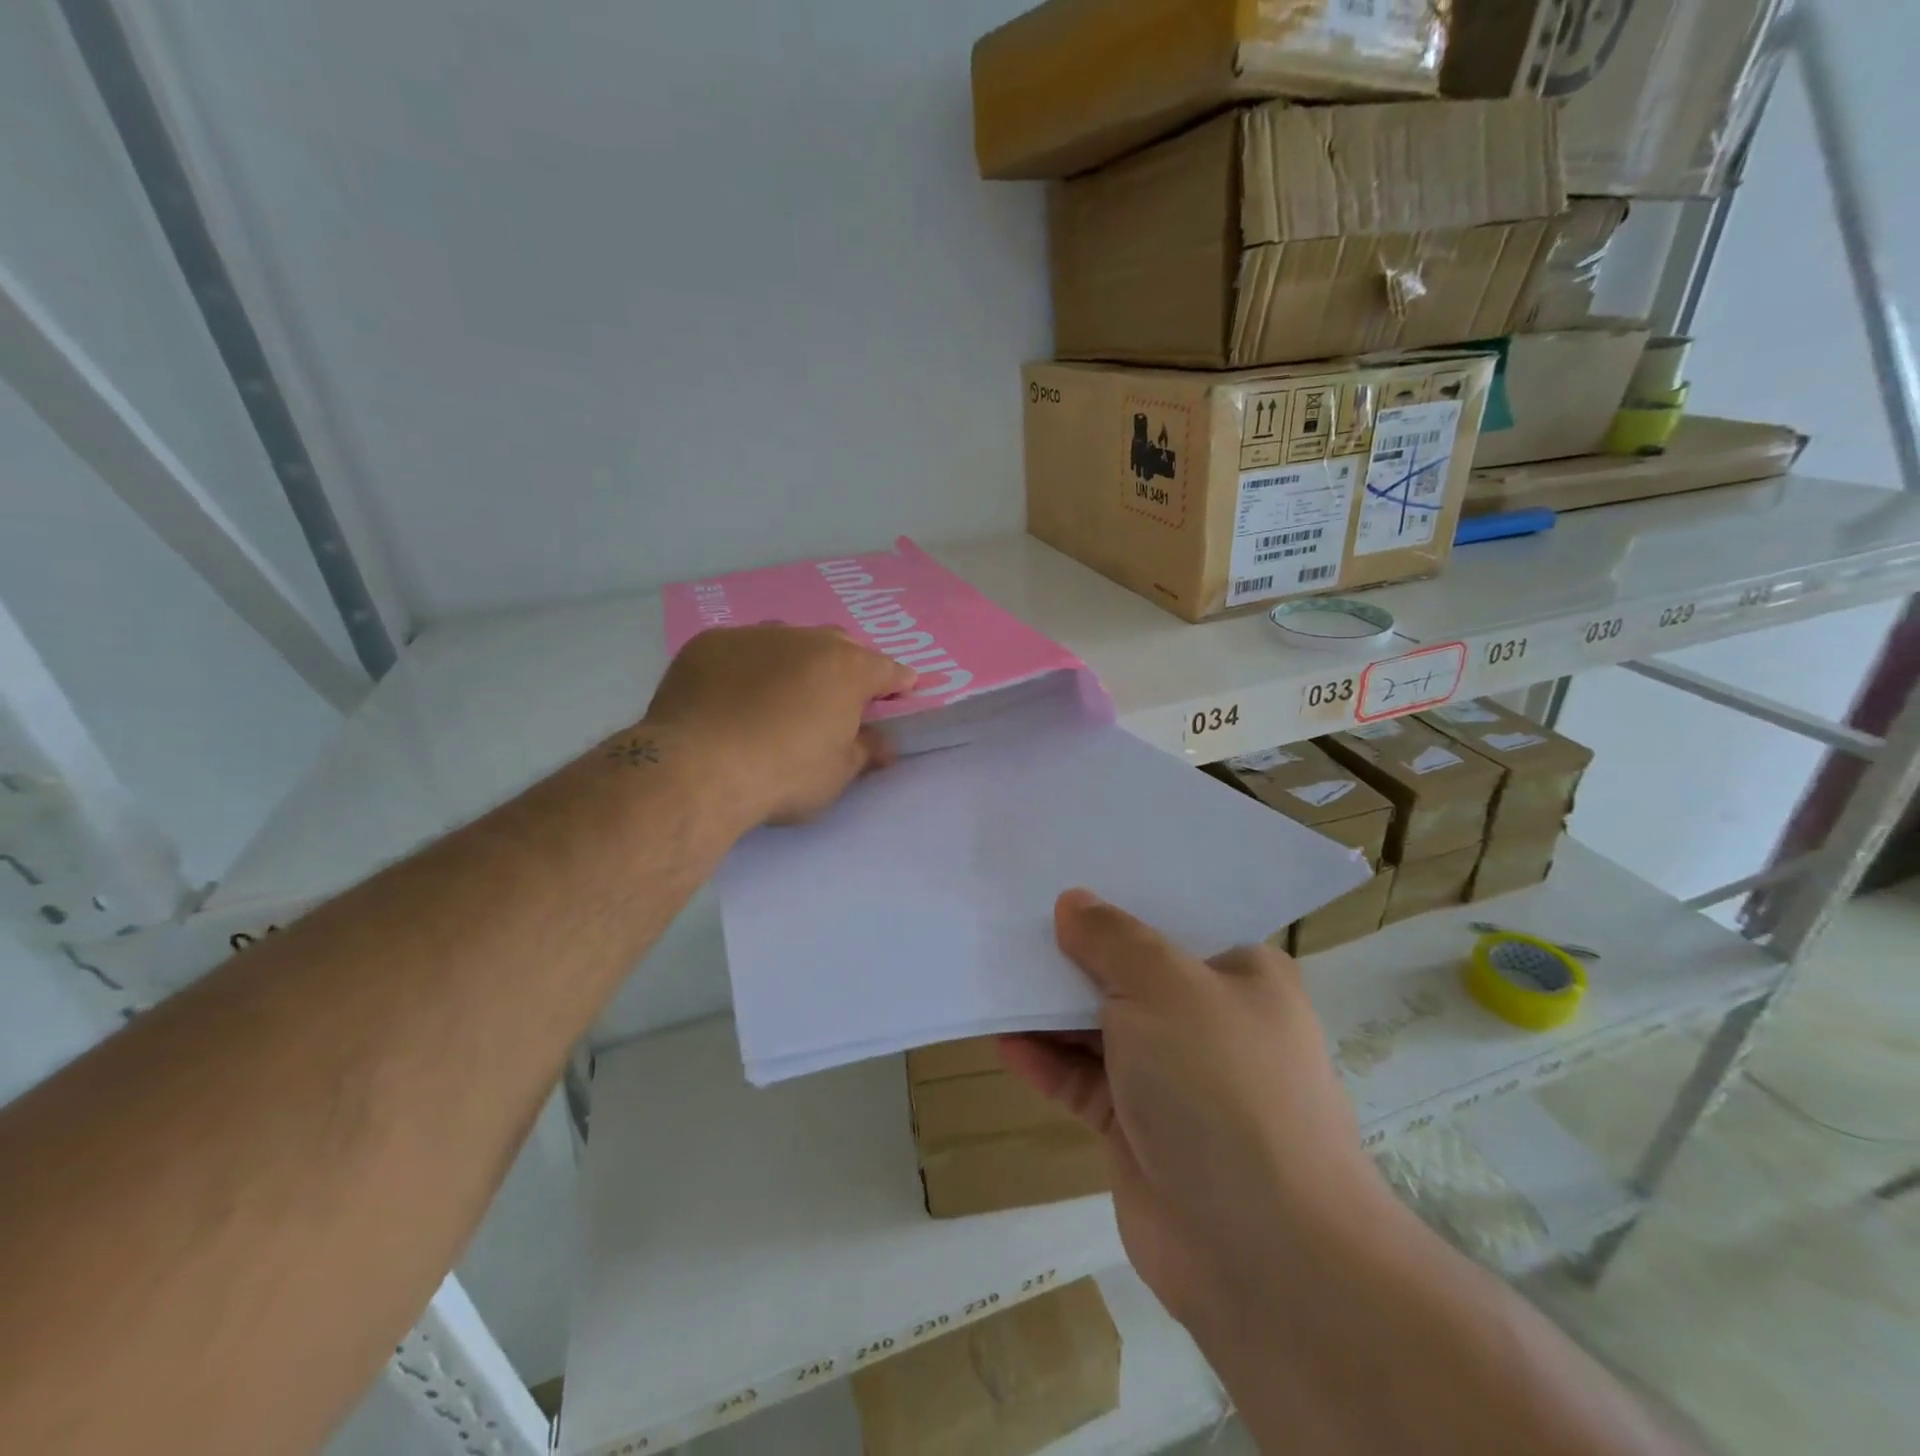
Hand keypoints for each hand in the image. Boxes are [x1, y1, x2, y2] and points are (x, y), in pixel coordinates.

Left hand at [643, 625, 914, 825]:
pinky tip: (734, 695)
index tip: (902, 690)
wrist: (698, 769)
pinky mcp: (709, 644)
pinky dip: (748, 668)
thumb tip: (883, 744)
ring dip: (795, 661)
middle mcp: (805, 640)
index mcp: (847, 669)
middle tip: (840, 695)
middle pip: (838, 645)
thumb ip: (864, 751)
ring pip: (787, 641)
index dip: (897, 682)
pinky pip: (741, 650)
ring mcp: (754, 636)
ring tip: (785, 691)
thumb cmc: (784, 775)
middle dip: (846, 665)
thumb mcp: (836, 774)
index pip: (886, 669)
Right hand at [1001, 890, 1395, 1332]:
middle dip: (1077, 952)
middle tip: (1015, 919)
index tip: (1065, 876)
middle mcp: (1210, 1020)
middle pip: (1132, 972)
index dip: (1121, 898)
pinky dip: (1049, 1061)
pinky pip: (1085, 1081)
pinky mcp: (1140, 1128)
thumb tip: (1073, 902)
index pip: (1176, 920)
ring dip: (1054, 1009)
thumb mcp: (1165, 986)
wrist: (1262, 1254)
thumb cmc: (1222, 1085)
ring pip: (1103, 1027)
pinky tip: (1005, 1040)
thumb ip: (1112, 938)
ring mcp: (1175, 1078)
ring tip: (996, 974)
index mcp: (1241, 974)